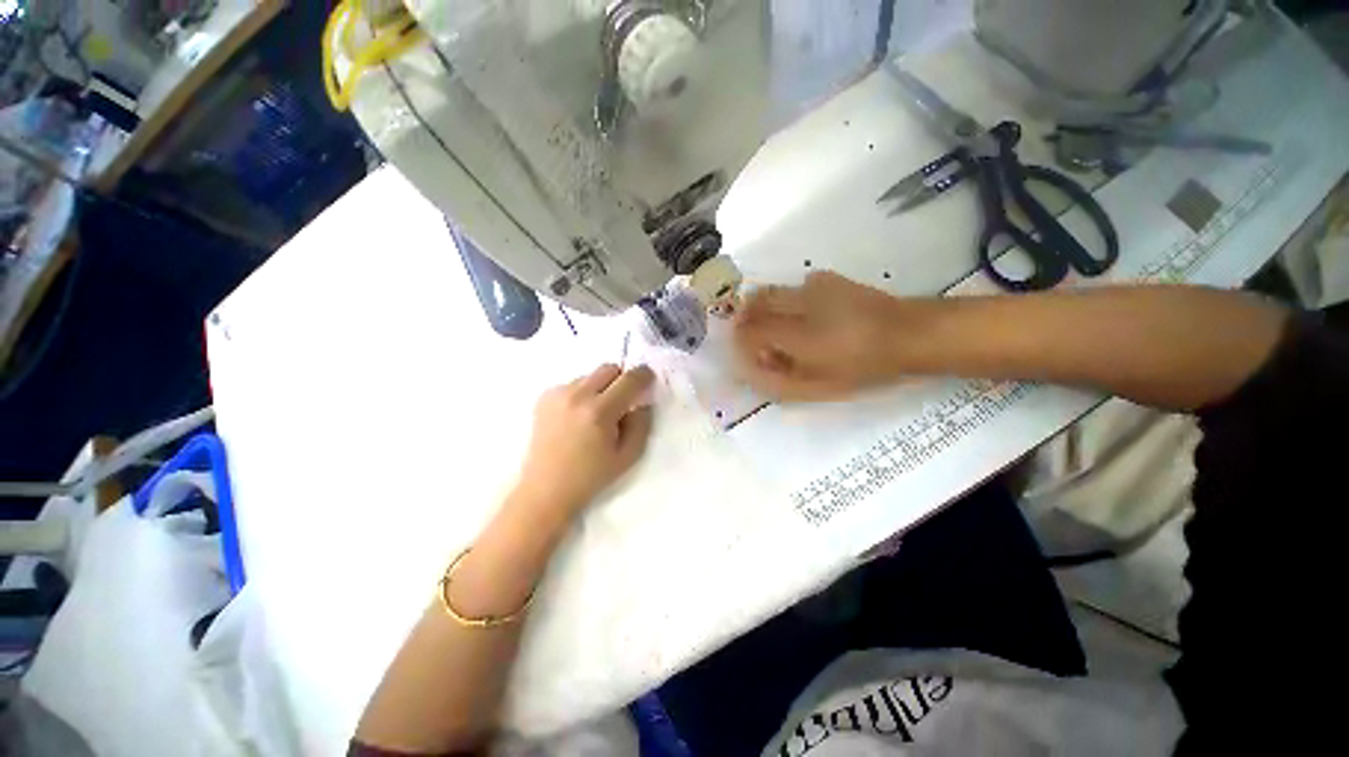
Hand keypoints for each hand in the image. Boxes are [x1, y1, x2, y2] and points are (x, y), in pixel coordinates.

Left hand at [513, 364, 654, 521]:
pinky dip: (582, 393)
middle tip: (623, 400)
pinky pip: (573, 384)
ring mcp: (557, 394)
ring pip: (590, 375)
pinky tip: (578, 416)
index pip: (629, 379)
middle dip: (622, 379)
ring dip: (601, 387)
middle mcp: (576, 395)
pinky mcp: (544, 397)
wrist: (545, 490)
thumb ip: (642, 424)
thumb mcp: (629, 456)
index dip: (644, 375)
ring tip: (597, 413)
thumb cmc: (591, 477)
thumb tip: (642, 402)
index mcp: (599, 412)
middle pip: (609, 368)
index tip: (649, 379)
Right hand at [733, 271, 922, 400]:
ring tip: (775, 327)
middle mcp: (797, 305)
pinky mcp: (825, 279)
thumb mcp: (820, 388)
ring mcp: (811, 287)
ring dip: (762, 309)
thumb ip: (779, 382)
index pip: (749, 333)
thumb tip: (752, 371)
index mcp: (796, 335)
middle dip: (746, 322)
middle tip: (755, 339)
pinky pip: (792, 287)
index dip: (741, 343)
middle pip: (753, 306)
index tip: (748, 355)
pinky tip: (804, 313)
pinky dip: (786, 300)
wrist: (908, 334)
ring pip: (769, 293)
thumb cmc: (863, 368)